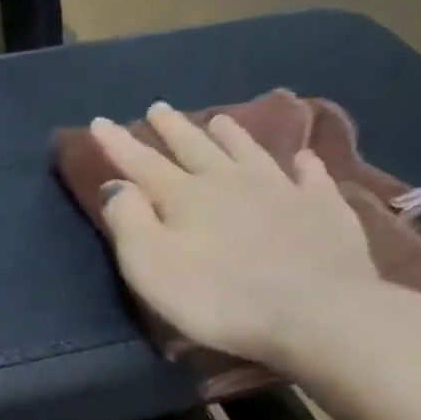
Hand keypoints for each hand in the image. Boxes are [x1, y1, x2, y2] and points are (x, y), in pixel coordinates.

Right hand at [92, 104, 386, 368]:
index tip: (98, 120)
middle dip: (172, 128)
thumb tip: (115, 185)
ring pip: (249, 152)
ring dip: (231, 135)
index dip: (118, 142)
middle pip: (196, 148)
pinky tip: (303, 157)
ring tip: (219, 119)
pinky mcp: (322, 209)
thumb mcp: (151, 266)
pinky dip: (303, 164)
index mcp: (184, 196)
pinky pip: (311, 176)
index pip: (142, 163)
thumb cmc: (217, 296)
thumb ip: (128, 221)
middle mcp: (230, 181)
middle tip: (158, 108)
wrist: (315, 311)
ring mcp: (281, 190)